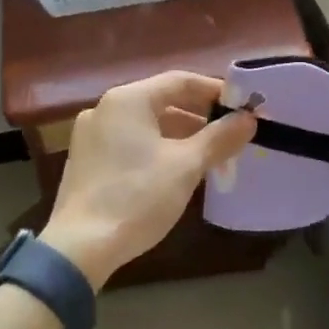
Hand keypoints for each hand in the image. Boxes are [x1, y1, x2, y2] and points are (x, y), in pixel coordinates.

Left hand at [40, 72, 256, 289]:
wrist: (80, 247)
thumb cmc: (137, 197)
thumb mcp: (186, 166)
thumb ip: (219, 137)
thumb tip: (248, 118)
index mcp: (128, 100)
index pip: (180, 81)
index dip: (214, 91)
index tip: (241, 106)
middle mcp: (106, 108)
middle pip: (161, 100)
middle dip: (198, 116)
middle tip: (230, 132)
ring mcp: (91, 134)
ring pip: (146, 123)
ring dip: (179, 134)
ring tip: (209, 154)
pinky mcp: (86, 159)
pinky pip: (129, 141)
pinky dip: (156, 147)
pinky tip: (175, 169)